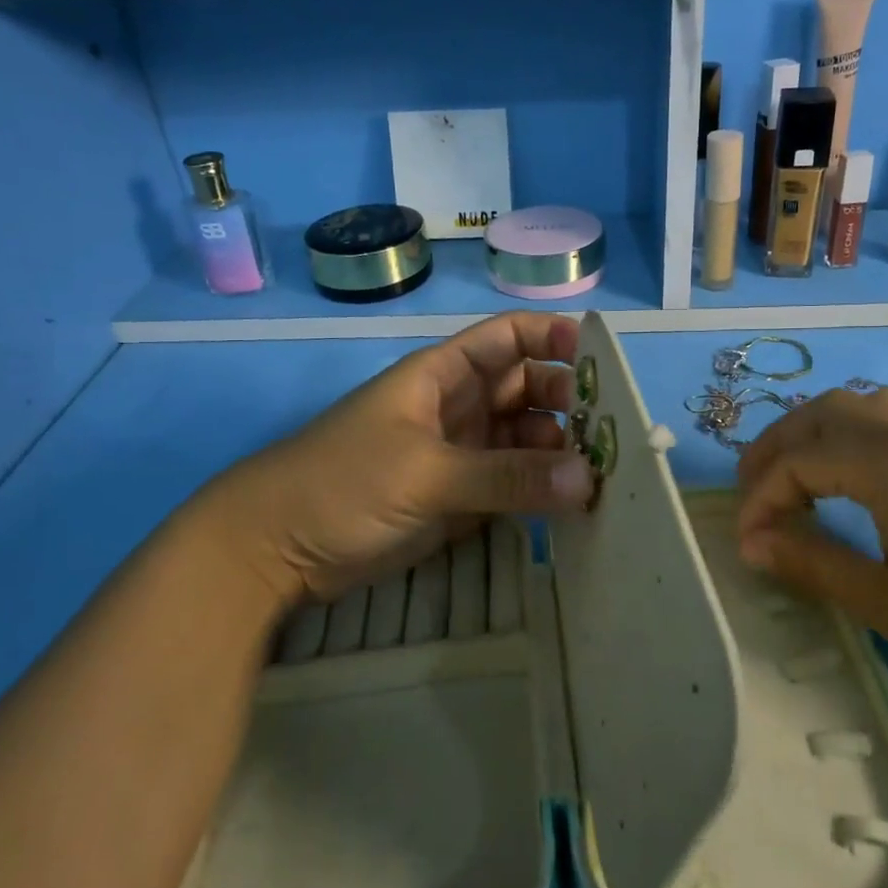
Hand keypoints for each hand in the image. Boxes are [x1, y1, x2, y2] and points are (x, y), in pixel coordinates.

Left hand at [191, 312, 593, 608]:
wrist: (277, 549)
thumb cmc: (342, 484)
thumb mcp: (426, 474)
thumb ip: (506, 477)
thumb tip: (588, 480)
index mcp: (443, 375)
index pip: (508, 339)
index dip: (552, 338)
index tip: (600, 360)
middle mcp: (459, 407)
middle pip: (527, 389)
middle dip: (568, 402)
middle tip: (610, 432)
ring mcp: (461, 454)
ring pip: (525, 439)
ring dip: (560, 451)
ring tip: (603, 474)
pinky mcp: (461, 498)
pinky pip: (513, 483)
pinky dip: (542, 489)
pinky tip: (575, 503)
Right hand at [734, 385, 887, 702]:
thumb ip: (813, 563)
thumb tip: (751, 543)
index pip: (797, 461)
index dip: (760, 499)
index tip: (746, 545)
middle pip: (821, 413)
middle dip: (775, 448)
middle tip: (754, 496)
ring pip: (858, 406)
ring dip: (813, 433)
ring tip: (795, 479)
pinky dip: (849, 436)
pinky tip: (854, 480)